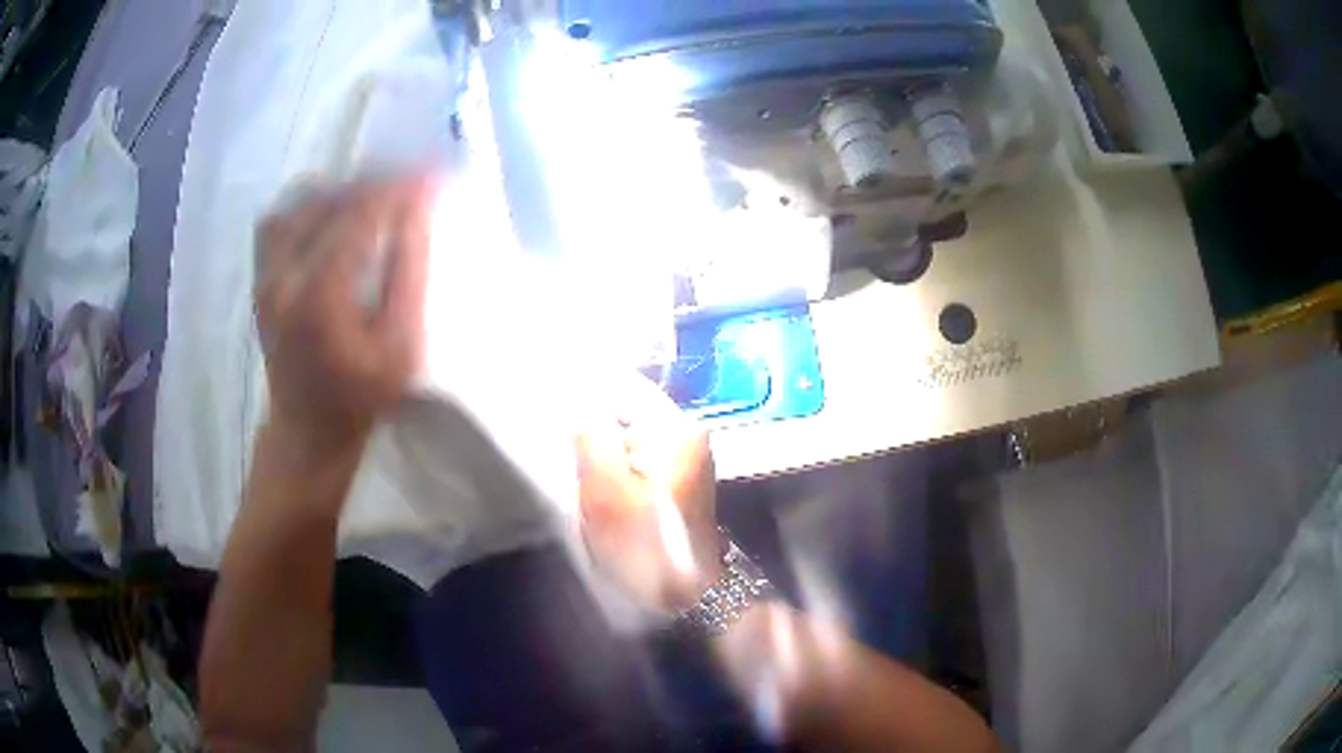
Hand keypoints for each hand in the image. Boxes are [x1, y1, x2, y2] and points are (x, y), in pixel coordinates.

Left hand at [254, 176, 432, 462]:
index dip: (398, 189)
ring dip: (340, 191)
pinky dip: (307, 205)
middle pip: (329, 199)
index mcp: (318, 294)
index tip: (431, 176)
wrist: (307, 429)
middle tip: (408, 188)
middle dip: (374, 184)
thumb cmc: (361, 396)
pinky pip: (278, 218)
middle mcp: (283, 273)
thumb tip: (418, 207)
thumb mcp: (400, 345)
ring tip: (371, 199)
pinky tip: (331, 215)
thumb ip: (408, 271)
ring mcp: (265, 273)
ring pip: (299, 201)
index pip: (360, 213)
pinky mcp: (260, 277)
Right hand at [576, 374, 722, 612]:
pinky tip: (599, 488)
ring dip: (601, 451)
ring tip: (576, 469)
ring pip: (629, 438)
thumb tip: (577, 398)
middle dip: (592, 428)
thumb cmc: (645, 545)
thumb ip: (591, 436)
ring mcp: (687, 459)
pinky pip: (638, 460)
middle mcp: (688, 435)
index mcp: (677, 429)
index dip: (584, 393)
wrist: (686, 596)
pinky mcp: (679, 482)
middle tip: (560, 446)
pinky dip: (616, 469)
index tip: (549, 402)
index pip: (622, 387)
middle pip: (626, 413)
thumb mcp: (607, 490)